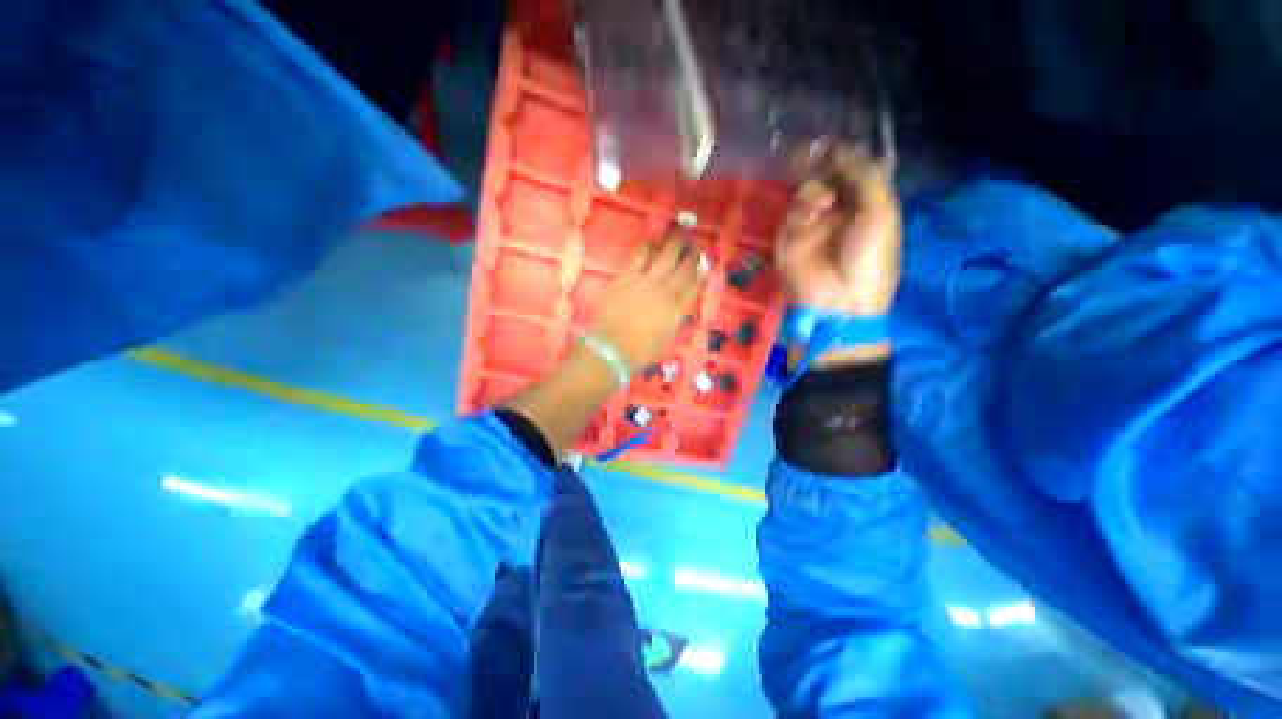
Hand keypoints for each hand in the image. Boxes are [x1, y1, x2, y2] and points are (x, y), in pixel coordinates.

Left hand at [591, 233, 705, 371]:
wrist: (611, 349)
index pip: (695, 286)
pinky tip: (654, 239)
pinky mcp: (628, 275)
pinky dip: (650, 244)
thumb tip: (681, 304)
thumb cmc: (640, 352)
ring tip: (682, 234)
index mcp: (677, 311)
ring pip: (667, 255)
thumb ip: (676, 319)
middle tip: (695, 245)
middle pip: (685, 267)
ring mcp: (647, 281)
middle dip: (693, 254)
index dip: (701, 273)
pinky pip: (641, 253)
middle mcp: (667, 292)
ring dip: (676, 243)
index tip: (705, 263)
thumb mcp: (667, 339)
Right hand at [775, 147, 901, 316]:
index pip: (857, 172)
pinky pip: (794, 210)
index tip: (844, 141)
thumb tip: (846, 149)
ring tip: (825, 201)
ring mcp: (813, 223)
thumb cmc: (869, 257)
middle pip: (829, 177)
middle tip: (822, 148)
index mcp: (867, 206)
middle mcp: (839, 211)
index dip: (851, 155)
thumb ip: (866, 176)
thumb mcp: (881, 213)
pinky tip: (814, 213)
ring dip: (817, 187)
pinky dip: (803, 207)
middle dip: (827, 162)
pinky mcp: (790, 236)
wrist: (837, 299)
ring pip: (809, 189)